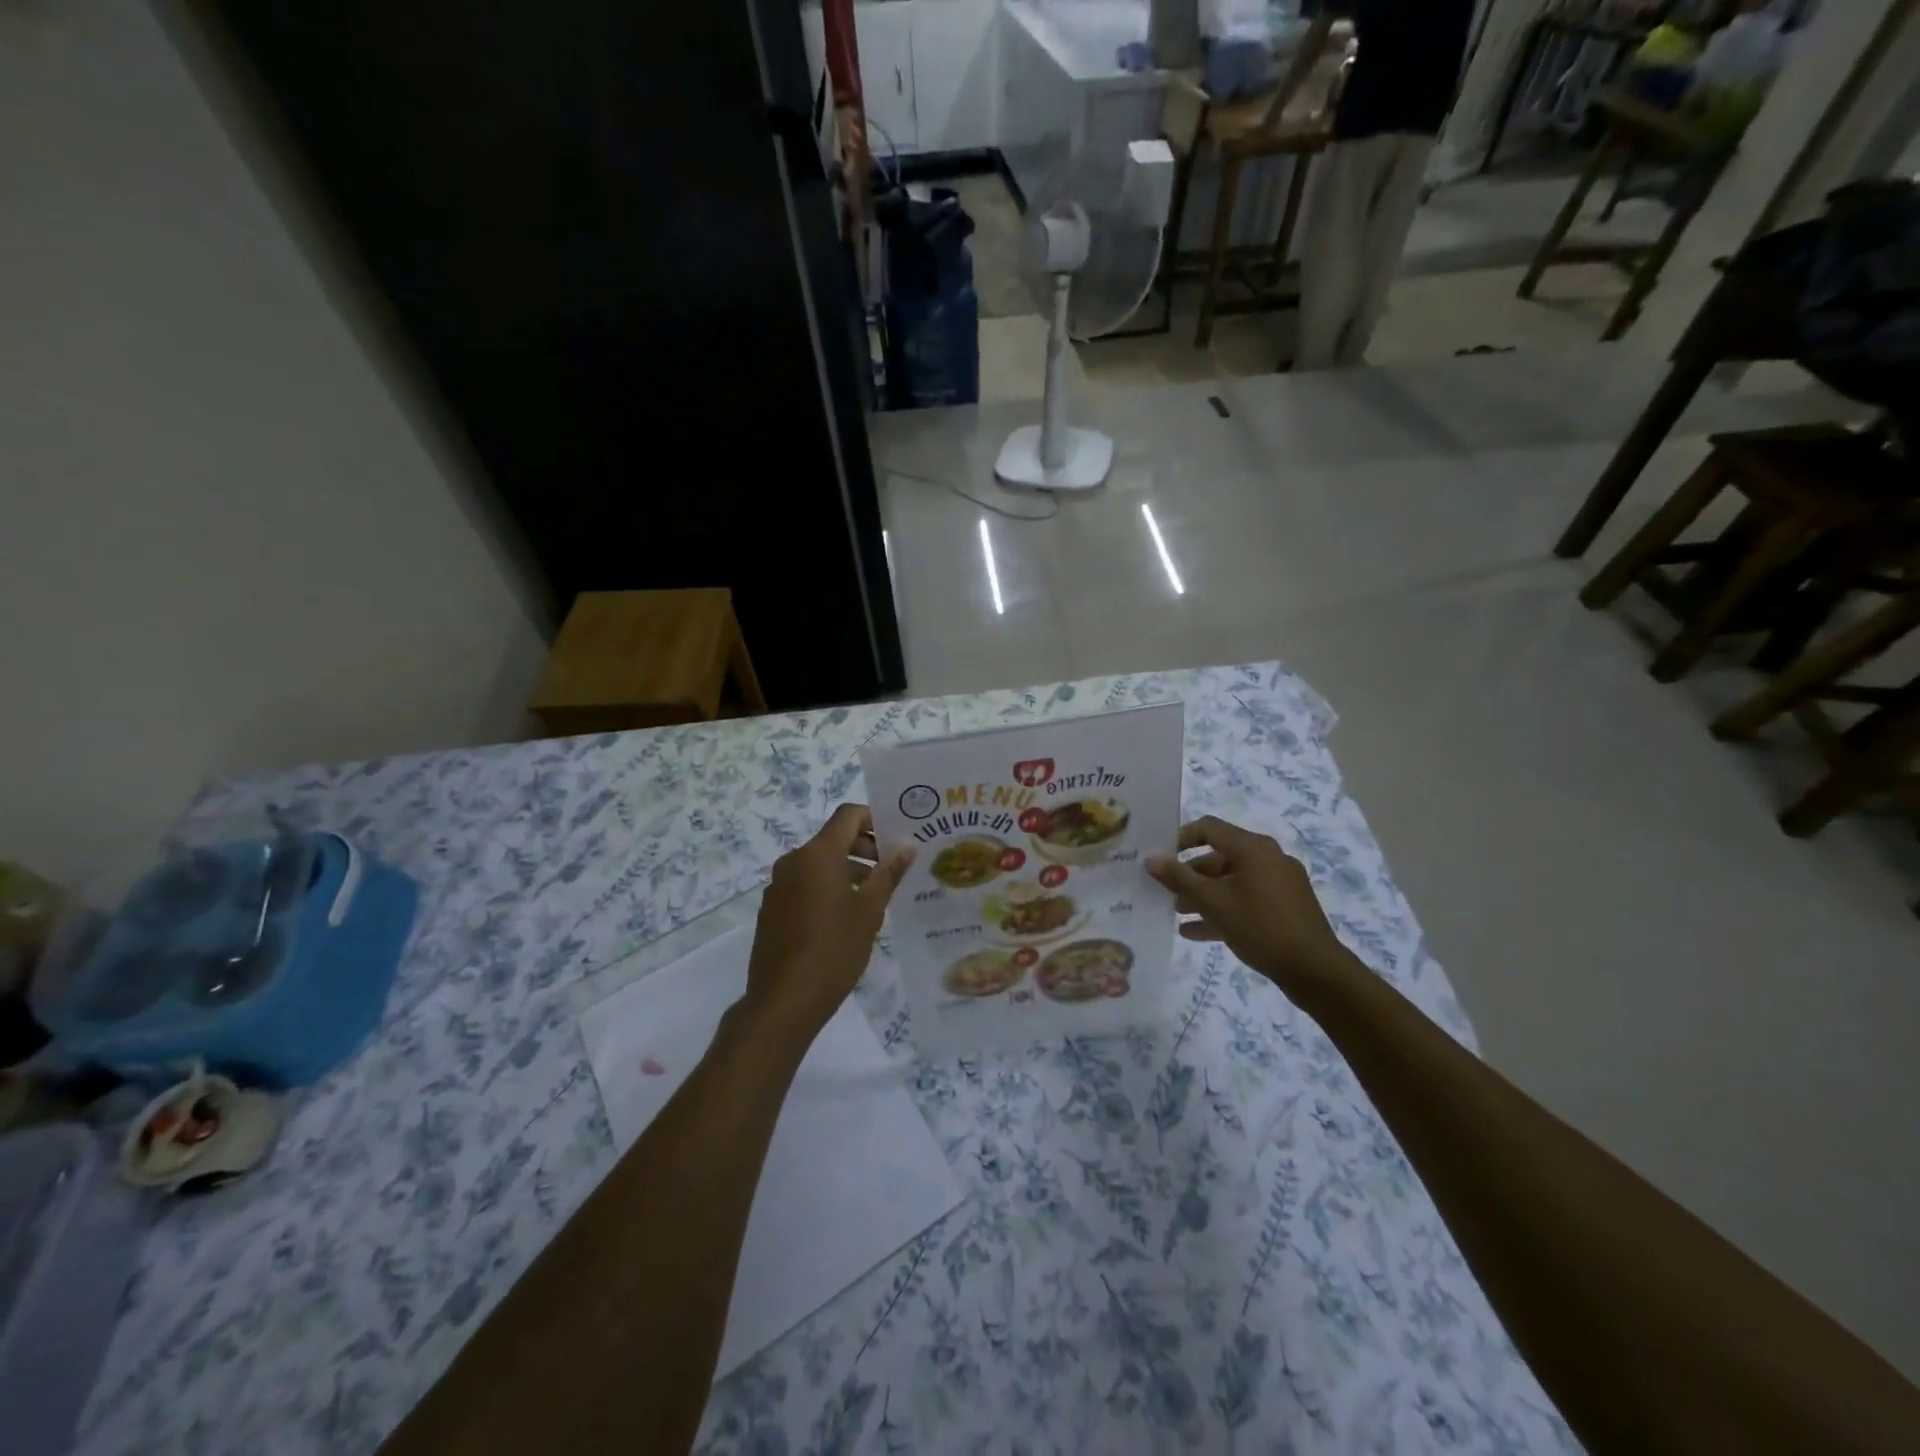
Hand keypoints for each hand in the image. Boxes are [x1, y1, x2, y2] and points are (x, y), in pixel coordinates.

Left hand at [743, 804, 913, 1040]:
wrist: (783, 1000)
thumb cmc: (834, 949)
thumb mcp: (870, 910)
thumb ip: (889, 873)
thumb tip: (909, 846)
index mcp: (818, 854)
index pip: (848, 815)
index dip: (874, 819)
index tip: (897, 838)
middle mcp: (793, 861)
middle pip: (833, 839)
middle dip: (865, 848)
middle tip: (893, 871)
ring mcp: (778, 886)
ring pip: (819, 864)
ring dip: (848, 871)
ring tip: (875, 898)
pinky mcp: (772, 909)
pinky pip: (804, 885)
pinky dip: (827, 889)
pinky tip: (845, 919)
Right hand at [1147, 816, 1354, 998]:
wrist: (1315, 970)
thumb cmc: (1260, 927)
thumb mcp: (1213, 902)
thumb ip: (1180, 879)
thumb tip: (1151, 859)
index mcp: (1253, 848)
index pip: (1209, 828)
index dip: (1180, 838)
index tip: (1160, 857)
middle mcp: (1268, 858)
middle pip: (1219, 856)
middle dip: (1190, 874)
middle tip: (1165, 891)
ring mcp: (1279, 883)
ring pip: (1232, 881)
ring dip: (1203, 894)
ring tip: (1177, 912)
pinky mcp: (1285, 907)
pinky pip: (1247, 900)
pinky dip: (1223, 909)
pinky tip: (1196, 931)